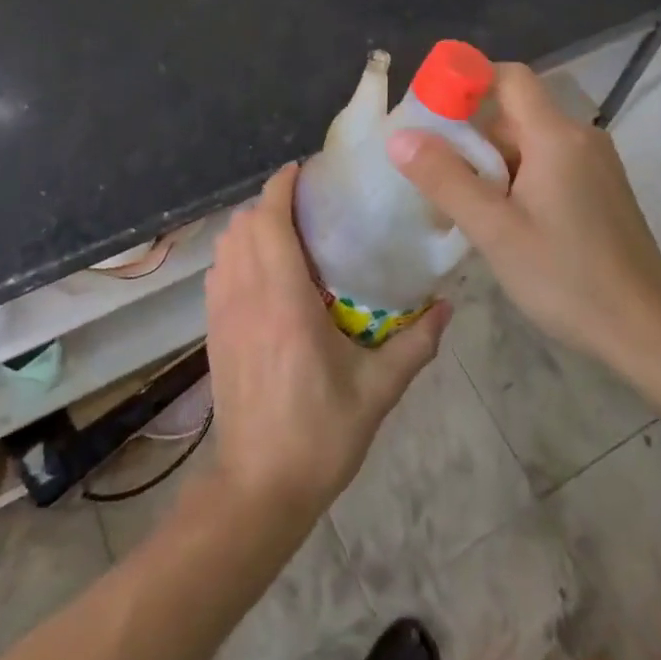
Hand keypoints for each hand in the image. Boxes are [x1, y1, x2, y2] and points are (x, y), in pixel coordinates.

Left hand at [203, 163, 449, 522]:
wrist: (257, 489)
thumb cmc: (319, 435)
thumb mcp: (377, 391)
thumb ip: (415, 344)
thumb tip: (448, 305)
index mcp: (283, 297)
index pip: (269, 217)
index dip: (282, 184)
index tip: (305, 170)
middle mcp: (246, 293)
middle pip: (244, 222)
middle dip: (271, 201)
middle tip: (308, 204)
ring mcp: (222, 311)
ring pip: (226, 244)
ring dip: (251, 225)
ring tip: (287, 233)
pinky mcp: (212, 330)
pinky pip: (218, 270)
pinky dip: (236, 253)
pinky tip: (264, 272)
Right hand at [386, 62, 660, 365]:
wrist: (650, 332)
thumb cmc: (568, 277)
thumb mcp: (495, 231)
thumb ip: (445, 179)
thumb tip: (399, 136)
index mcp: (556, 135)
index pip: (508, 76)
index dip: (467, 81)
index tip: (430, 110)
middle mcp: (579, 137)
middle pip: (514, 112)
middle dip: (470, 134)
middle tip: (433, 170)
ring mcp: (594, 164)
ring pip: (529, 141)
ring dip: (490, 162)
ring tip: (459, 203)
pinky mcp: (600, 189)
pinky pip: (547, 163)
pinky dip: (516, 177)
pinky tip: (500, 219)